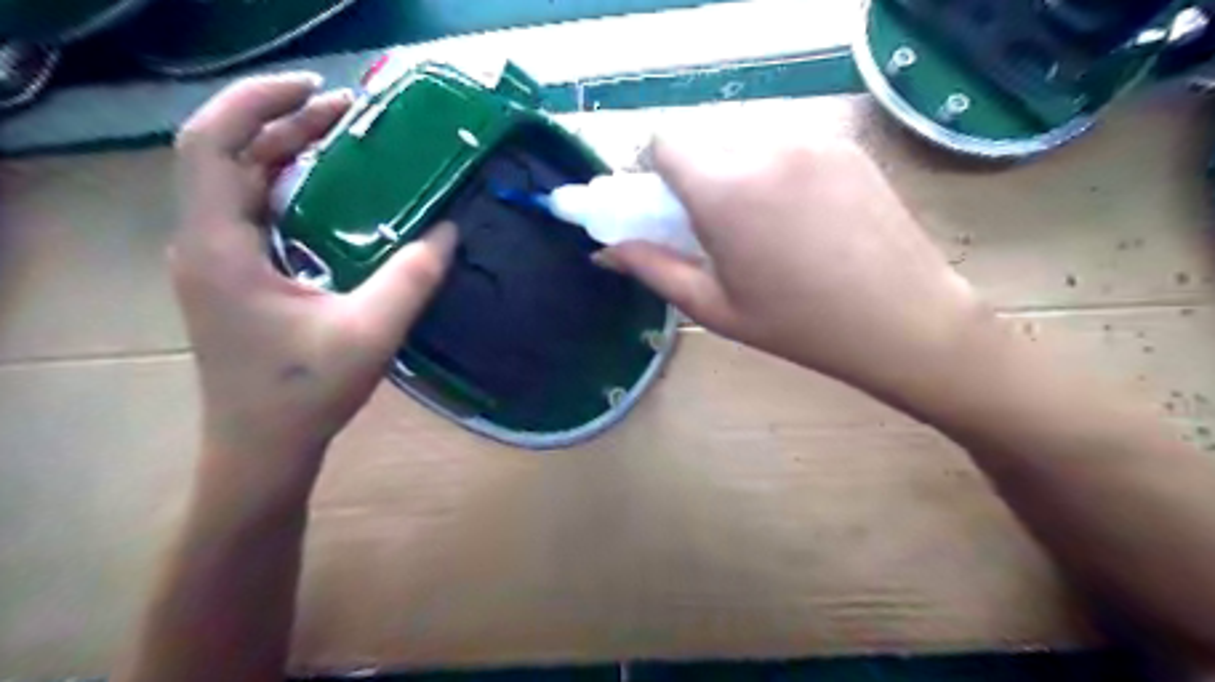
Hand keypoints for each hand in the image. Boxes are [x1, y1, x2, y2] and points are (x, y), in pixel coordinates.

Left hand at [167, 72, 455, 481]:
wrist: (262, 448)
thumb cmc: (304, 394)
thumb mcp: (370, 333)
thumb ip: (412, 277)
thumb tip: (449, 230)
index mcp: (220, 249)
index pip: (212, 145)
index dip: (257, 103)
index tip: (318, 91)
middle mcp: (205, 244)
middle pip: (228, 156)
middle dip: (286, 123)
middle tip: (350, 113)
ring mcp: (216, 261)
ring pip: (240, 182)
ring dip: (287, 153)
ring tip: (345, 139)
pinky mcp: (233, 276)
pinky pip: (254, 212)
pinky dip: (289, 188)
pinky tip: (333, 193)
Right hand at [601, 138, 994, 401]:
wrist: (903, 321)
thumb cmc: (797, 325)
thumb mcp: (713, 306)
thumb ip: (651, 268)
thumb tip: (603, 253)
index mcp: (724, 189)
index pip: (663, 141)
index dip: (656, 172)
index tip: (669, 210)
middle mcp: (765, 148)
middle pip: (704, 141)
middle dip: (696, 178)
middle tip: (717, 230)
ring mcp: (811, 141)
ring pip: (745, 142)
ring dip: (736, 174)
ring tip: (767, 230)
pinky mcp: (845, 145)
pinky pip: (787, 147)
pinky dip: (776, 173)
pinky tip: (803, 220)